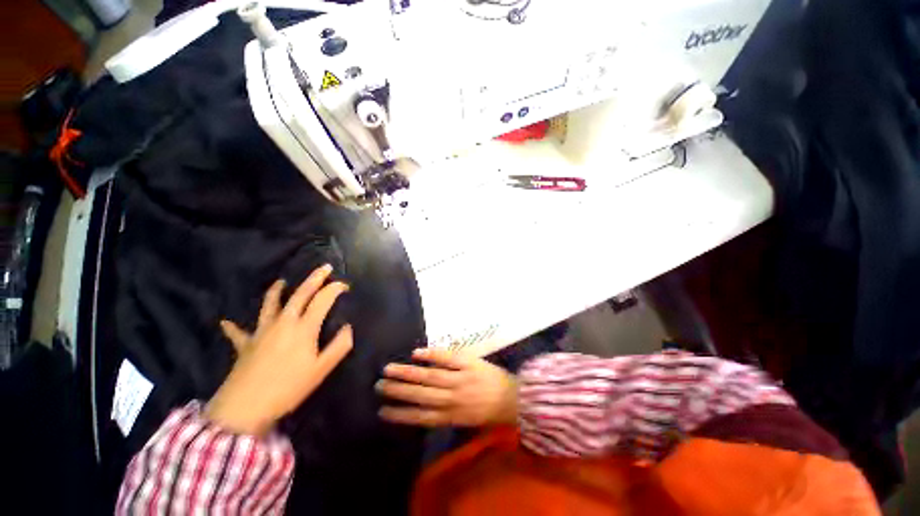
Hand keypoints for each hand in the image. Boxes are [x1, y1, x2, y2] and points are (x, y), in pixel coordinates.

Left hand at [205, 265, 352, 435]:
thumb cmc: (288, 388)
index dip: (335, 289)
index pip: (322, 300)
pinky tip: (226, 322)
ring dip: (276, 290)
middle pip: (300, 294)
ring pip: (270, 304)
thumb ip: (339, 346)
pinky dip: (233, 326)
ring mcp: (261, 331)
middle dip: (314, 278)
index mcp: (304, 328)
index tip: (345, 286)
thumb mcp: (321, 369)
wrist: (245, 408)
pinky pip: (237, 332)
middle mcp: (283, 322)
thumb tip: (349, 327)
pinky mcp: (245, 344)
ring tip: (281, 281)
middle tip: (324, 268)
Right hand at [377, 348, 517, 426]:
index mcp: (451, 416)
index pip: (420, 416)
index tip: (382, 410)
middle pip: (420, 395)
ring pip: (429, 376)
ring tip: (389, 369)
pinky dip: (432, 355)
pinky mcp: (468, 363)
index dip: (400, 414)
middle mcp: (451, 398)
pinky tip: (416, 352)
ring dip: (407, 373)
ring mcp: (459, 379)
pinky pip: (447, 358)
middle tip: (378, 385)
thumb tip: (424, 407)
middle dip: (398, 391)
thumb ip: (447, 414)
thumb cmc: (490, 411)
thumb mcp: (467, 421)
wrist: (514, 398)